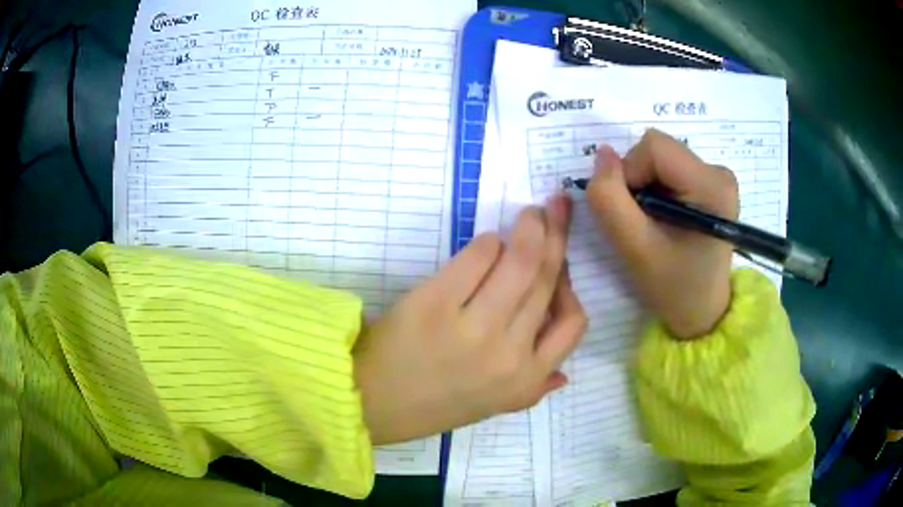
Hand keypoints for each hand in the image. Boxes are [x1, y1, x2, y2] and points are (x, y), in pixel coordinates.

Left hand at [353, 196, 586, 444]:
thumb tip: (563, 374)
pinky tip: (485, 243)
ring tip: (529, 214)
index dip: (571, 286)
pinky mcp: (435, 304)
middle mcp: (509, 355)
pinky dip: (487, 243)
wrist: (372, 402)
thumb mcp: (493, 406)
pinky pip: (477, 257)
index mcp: (526, 380)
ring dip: (530, 228)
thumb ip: (533, 390)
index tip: (559, 264)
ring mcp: (473, 329)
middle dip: (557, 235)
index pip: (573, 323)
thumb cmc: (433, 403)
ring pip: (520, 263)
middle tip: (555, 207)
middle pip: (546, 281)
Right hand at [586, 129, 738, 338]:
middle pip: (658, 149)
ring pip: (661, 157)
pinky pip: (670, 167)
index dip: (630, 172)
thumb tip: (602, 154)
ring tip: (654, 223)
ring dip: (645, 185)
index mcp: (711, 186)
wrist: (702, 310)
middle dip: (637, 180)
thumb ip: (609, 199)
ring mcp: (718, 176)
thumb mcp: (634, 248)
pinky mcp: (712, 182)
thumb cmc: (673, 287)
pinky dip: (656, 188)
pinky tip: (664, 217)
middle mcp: (719, 172)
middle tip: (641, 221)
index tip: (631, 211)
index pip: (654, 147)